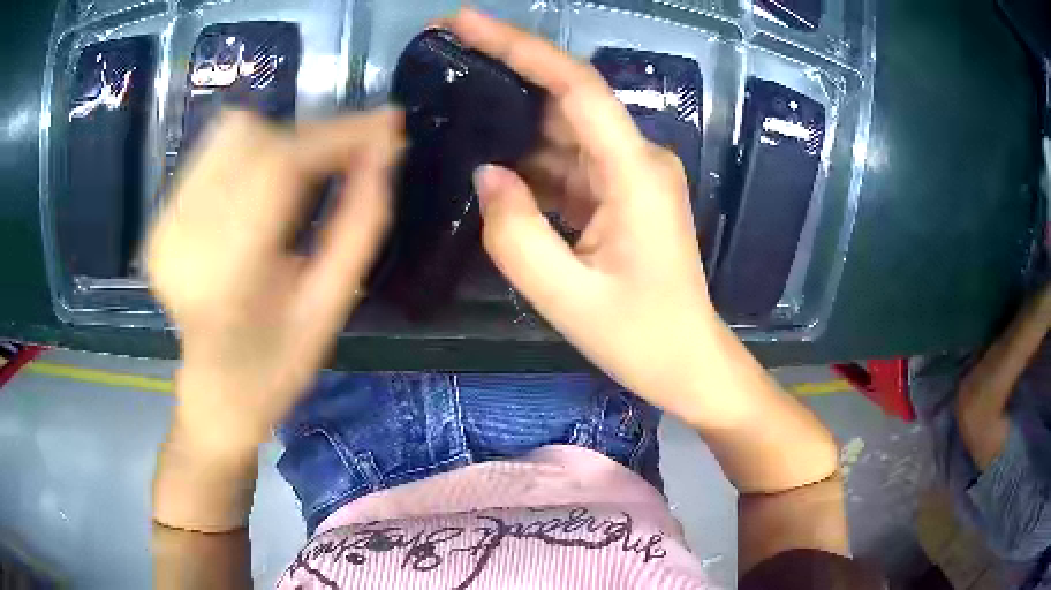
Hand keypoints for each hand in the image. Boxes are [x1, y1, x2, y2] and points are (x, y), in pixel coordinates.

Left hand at [147, 109, 403, 454]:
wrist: (215, 390)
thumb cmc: (278, 363)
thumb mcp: (331, 304)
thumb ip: (361, 224)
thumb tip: (385, 150)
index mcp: (229, 275)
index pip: (281, 166)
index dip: (337, 134)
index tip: (385, 123)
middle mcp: (185, 237)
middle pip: (254, 138)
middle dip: (312, 137)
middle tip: (348, 159)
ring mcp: (165, 224)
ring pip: (231, 134)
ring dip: (281, 141)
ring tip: (304, 177)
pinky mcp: (160, 218)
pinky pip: (213, 152)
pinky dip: (251, 153)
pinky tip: (264, 189)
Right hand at [447, 10, 718, 420]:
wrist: (689, 365)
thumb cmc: (641, 339)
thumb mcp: (567, 297)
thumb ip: (516, 232)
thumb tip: (487, 172)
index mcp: (635, 172)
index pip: (575, 85)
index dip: (520, 46)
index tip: (466, 22)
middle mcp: (637, 159)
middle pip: (566, 99)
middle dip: (506, 73)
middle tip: (446, 56)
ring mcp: (631, 177)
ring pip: (563, 132)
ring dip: (512, 121)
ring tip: (455, 108)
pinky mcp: (622, 196)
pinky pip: (569, 164)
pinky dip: (530, 161)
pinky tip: (490, 160)